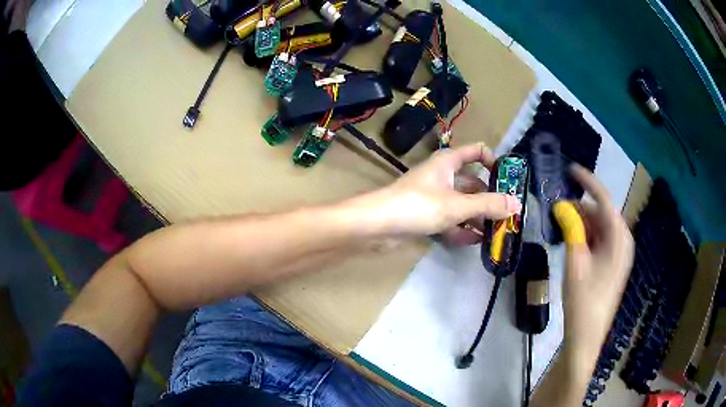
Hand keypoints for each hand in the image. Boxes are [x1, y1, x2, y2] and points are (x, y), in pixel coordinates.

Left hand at [359, 143, 521, 241]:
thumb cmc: (418, 205)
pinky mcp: (426, 216)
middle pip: (472, 183)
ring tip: (496, 232)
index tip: (507, 180)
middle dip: (489, 198)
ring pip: (462, 204)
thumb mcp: (457, 205)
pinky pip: (450, 220)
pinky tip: (475, 242)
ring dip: (477, 217)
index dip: (493, 160)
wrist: (376, 225)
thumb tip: (517, 204)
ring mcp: (434, 197)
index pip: (476, 151)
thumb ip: (488, 205)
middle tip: (507, 215)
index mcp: (448, 162)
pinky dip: (461, 229)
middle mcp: (442, 176)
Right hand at [557, 165, 633, 362]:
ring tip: (562, 224)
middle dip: (581, 208)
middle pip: (602, 214)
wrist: (587, 334)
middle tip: (558, 208)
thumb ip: (571, 229)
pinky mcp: (613, 263)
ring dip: (582, 223)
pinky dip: (587, 236)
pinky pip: (601, 240)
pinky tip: (572, 240)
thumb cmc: (583, 299)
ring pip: (600, 227)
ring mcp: (620, 253)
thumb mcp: (575, 262)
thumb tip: (562, 206)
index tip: (571, 170)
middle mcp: (623, 241)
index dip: (588, 183)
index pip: (605, 200)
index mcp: (619, 238)